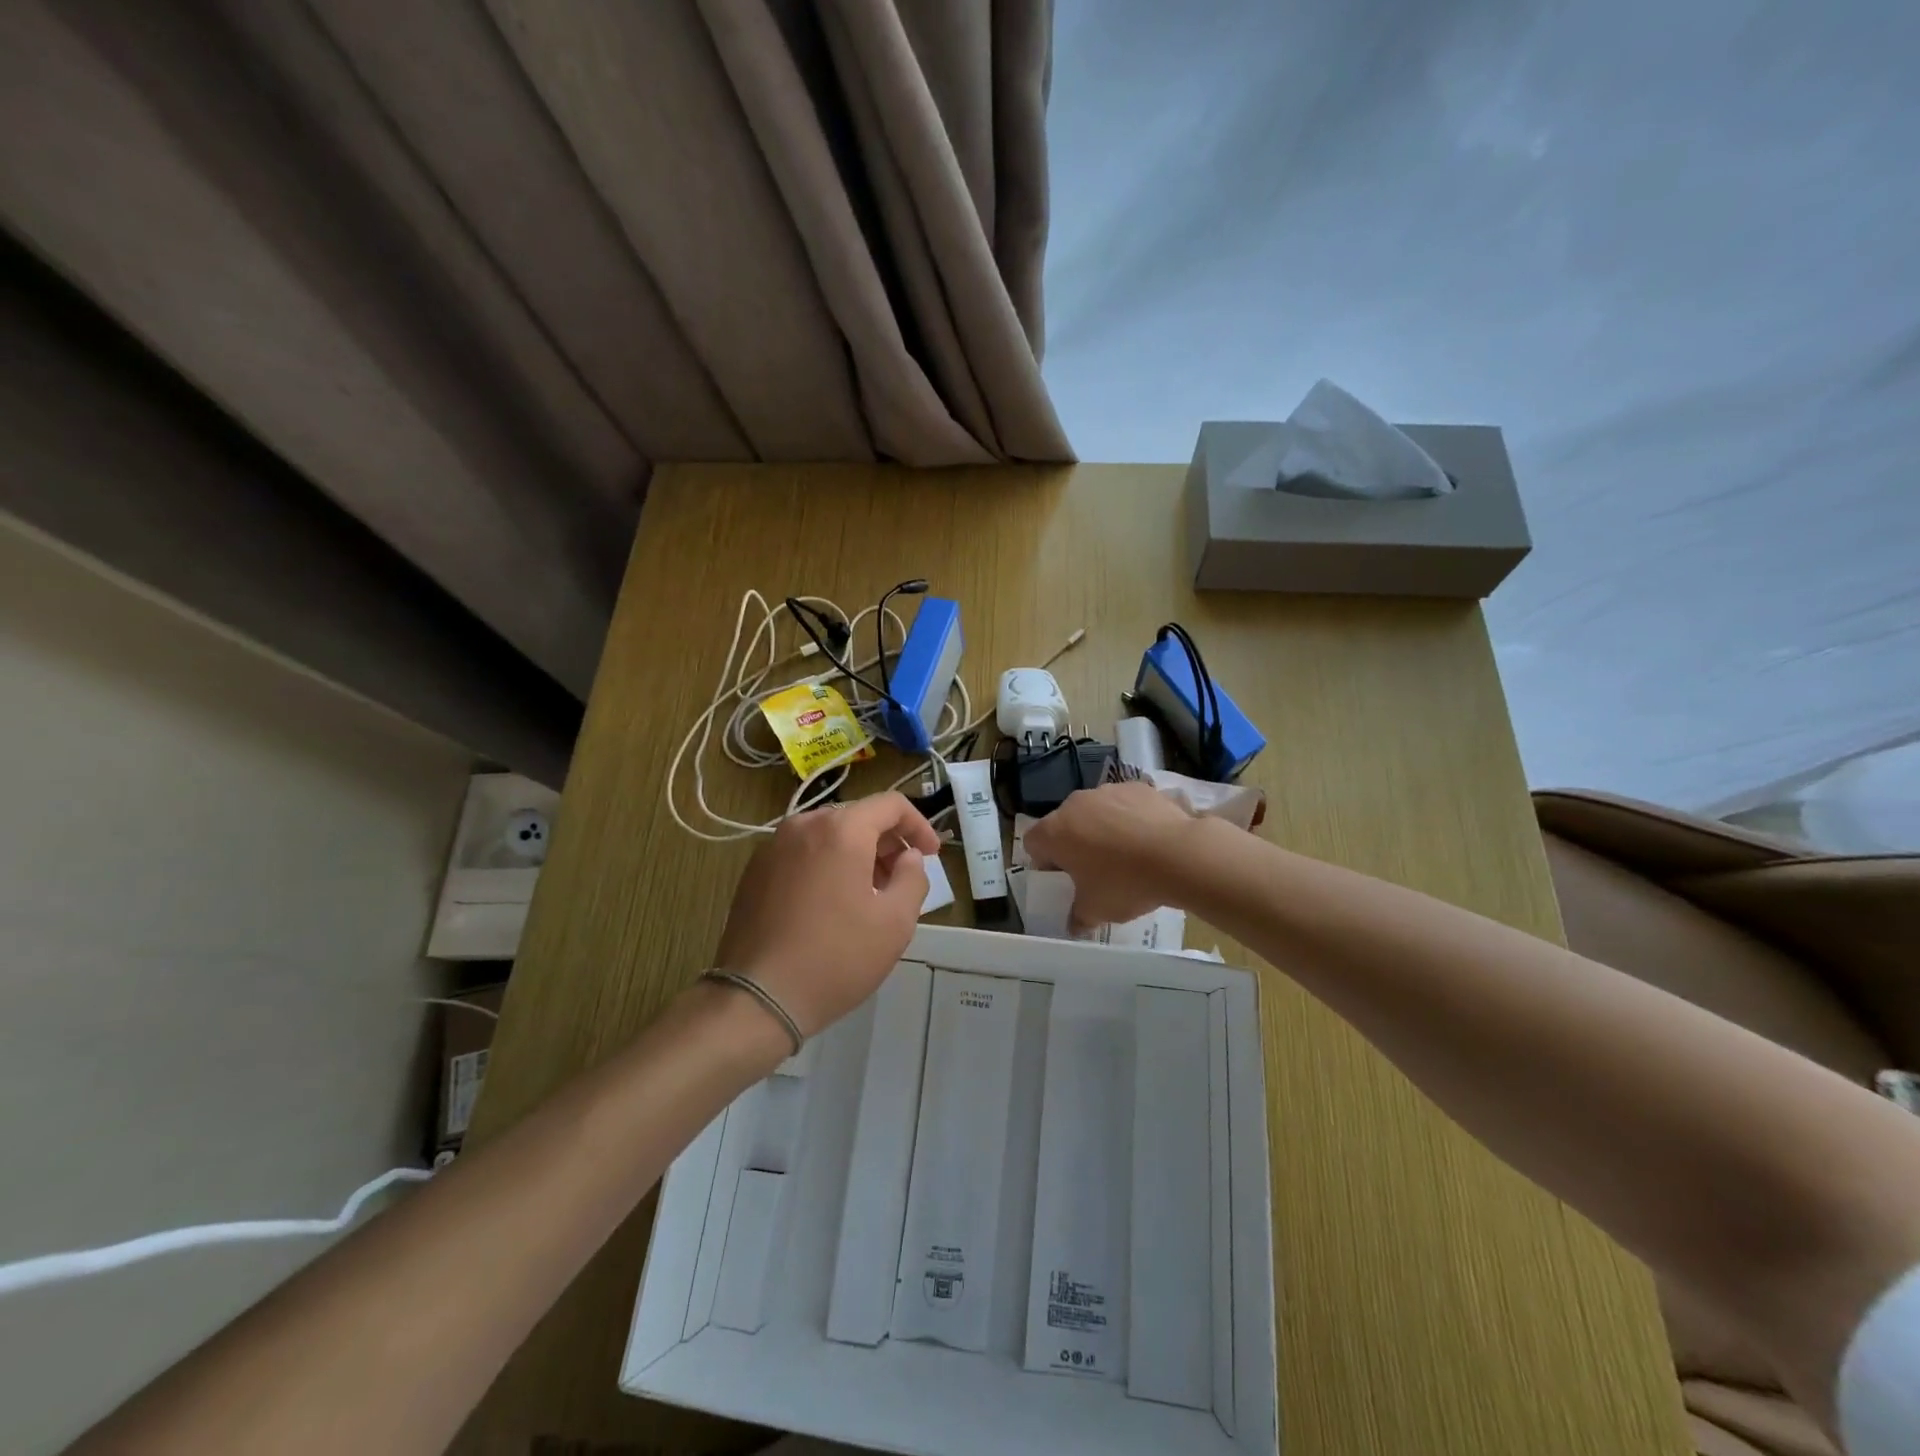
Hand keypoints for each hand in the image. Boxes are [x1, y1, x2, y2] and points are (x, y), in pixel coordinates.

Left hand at [714, 792, 940, 1037]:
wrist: (757, 998)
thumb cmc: (836, 957)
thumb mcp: (895, 922)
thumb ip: (913, 877)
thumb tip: (908, 857)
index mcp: (841, 829)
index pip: (891, 804)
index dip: (919, 826)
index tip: (931, 856)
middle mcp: (804, 825)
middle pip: (857, 817)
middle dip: (887, 843)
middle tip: (902, 879)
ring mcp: (773, 846)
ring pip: (828, 835)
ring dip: (857, 854)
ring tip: (869, 895)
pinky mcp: (754, 871)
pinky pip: (802, 853)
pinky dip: (826, 865)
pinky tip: (832, 904)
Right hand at [1024, 780, 1201, 929]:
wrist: (1179, 855)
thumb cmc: (1126, 883)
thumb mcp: (1097, 910)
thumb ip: (1078, 917)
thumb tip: (1074, 925)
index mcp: (1054, 832)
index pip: (1033, 843)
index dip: (1044, 862)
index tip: (1064, 879)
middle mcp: (1075, 804)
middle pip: (1064, 824)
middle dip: (1074, 844)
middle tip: (1095, 870)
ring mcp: (1107, 791)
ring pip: (1094, 812)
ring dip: (1101, 829)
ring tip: (1127, 854)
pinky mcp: (1137, 787)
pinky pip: (1124, 804)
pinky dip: (1129, 818)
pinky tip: (1148, 840)